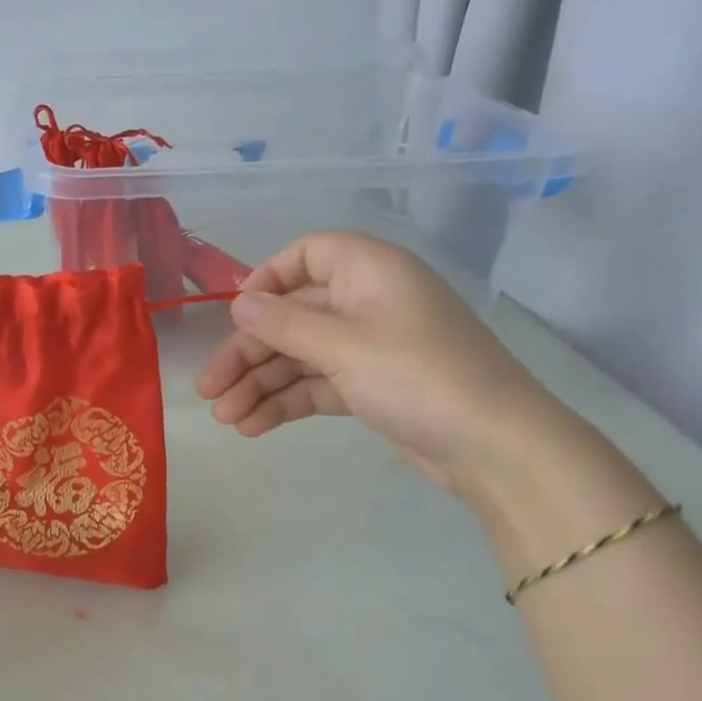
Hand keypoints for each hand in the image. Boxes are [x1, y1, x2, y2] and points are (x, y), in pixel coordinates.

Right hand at [196, 231, 564, 498]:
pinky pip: (314, 385)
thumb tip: (239, 303)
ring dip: (259, 385)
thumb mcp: (343, 346)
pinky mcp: (368, 386)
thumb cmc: (417, 376)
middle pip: (291, 315)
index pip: (306, 254)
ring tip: (225, 418)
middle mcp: (365, 302)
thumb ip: (284, 324)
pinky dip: (284, 403)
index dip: (266, 280)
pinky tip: (251, 426)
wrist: (492, 446)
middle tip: (209, 389)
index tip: (234, 315)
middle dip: (247, 353)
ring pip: (298, 356)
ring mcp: (367, 347)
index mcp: (368, 272)